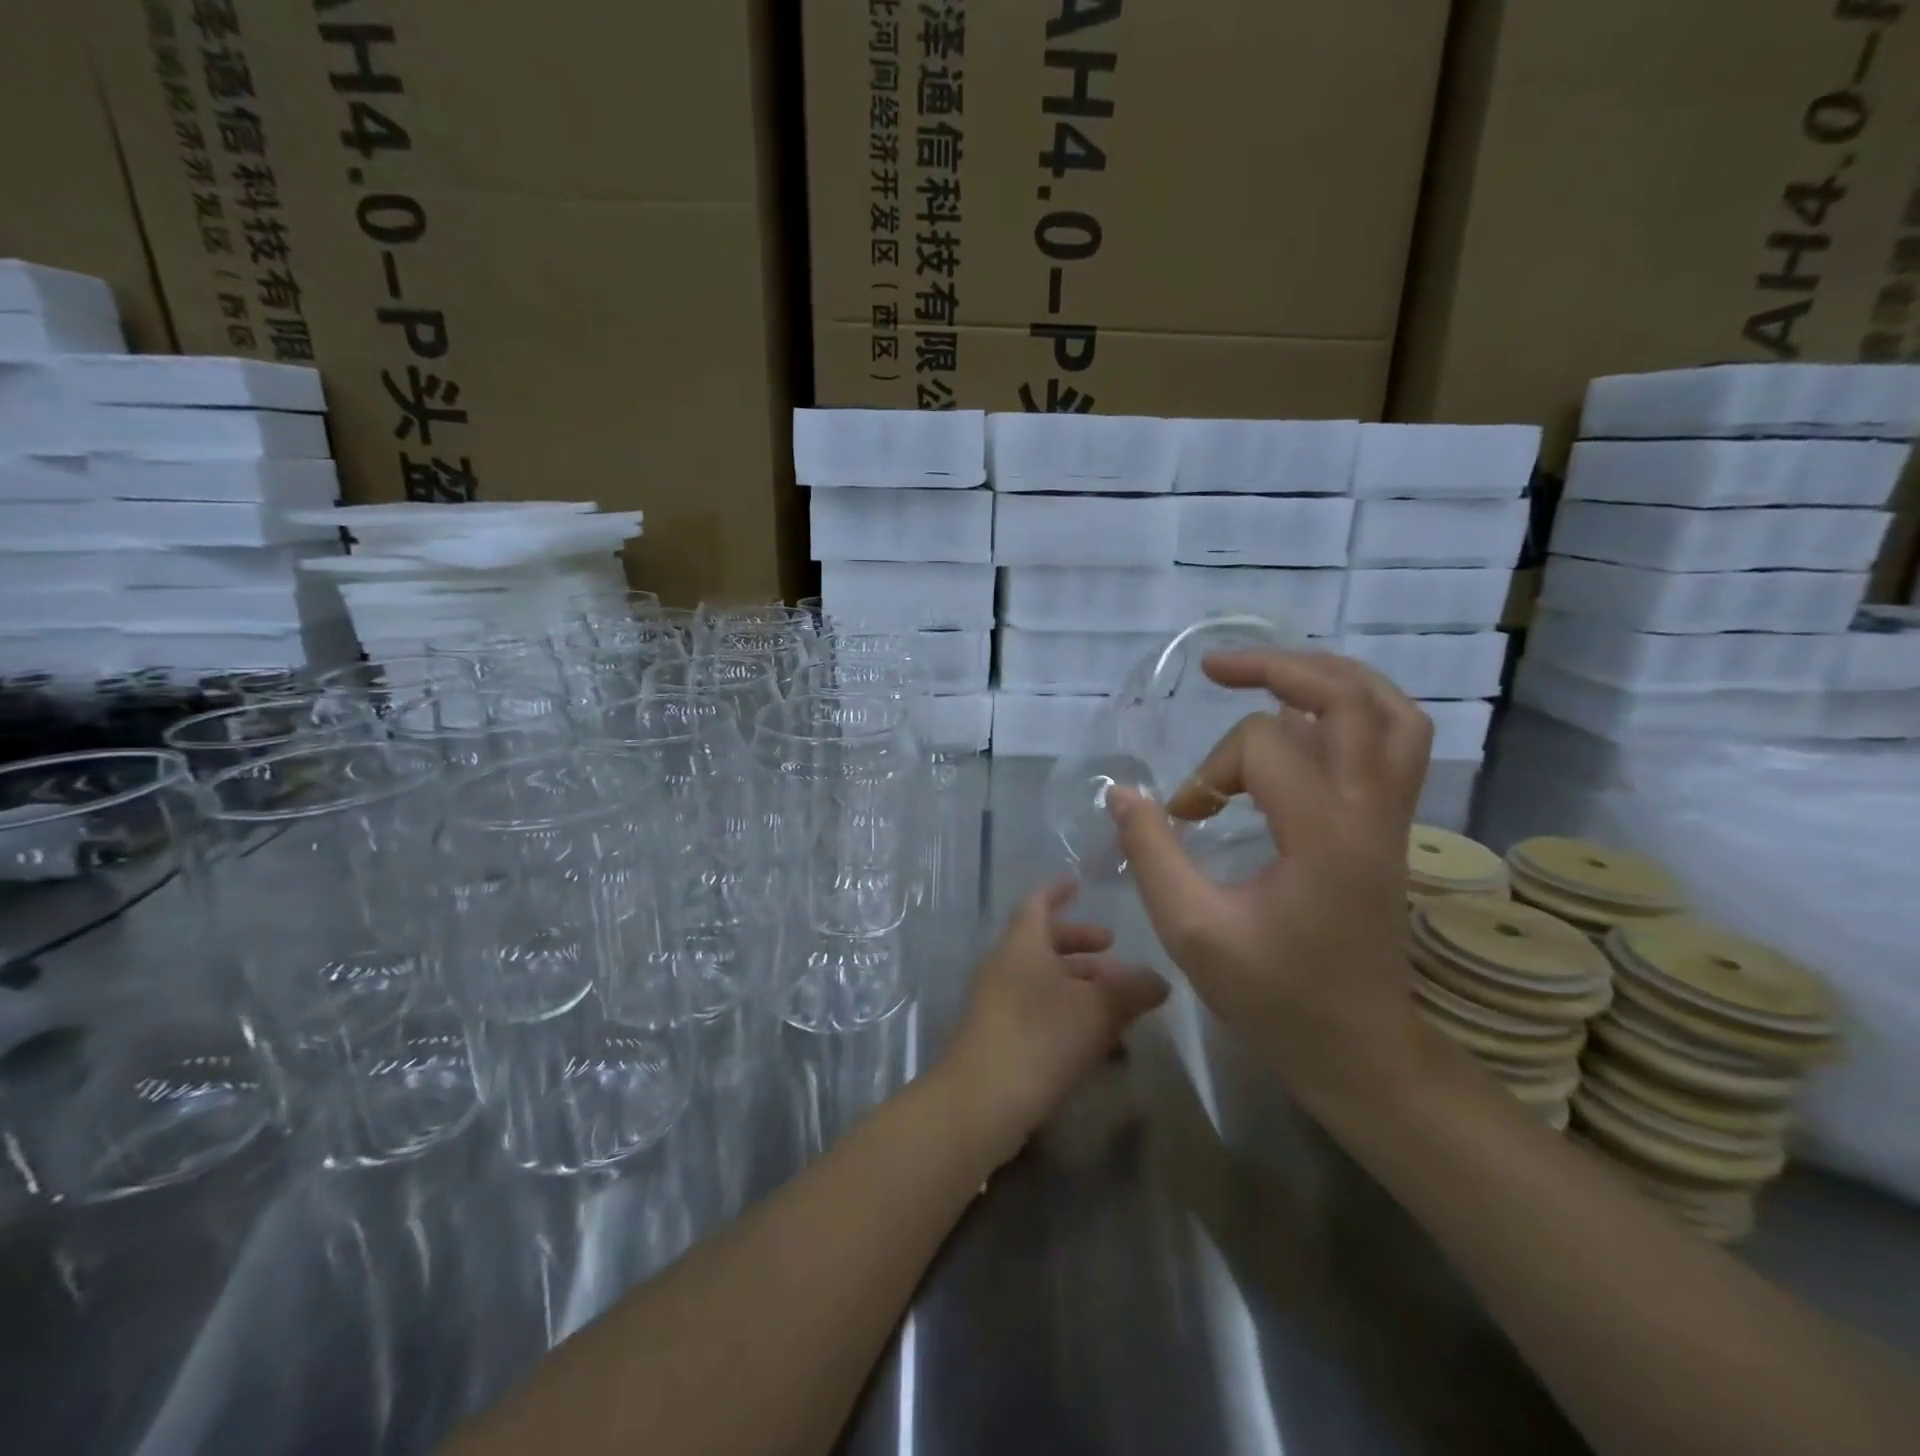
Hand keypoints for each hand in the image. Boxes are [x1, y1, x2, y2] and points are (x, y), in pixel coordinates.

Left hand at [935, 878, 1168, 1165]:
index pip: (1038, 902)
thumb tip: (1159, 981)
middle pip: (1044, 942)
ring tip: (1120, 1002)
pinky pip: (1039, 1011)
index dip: (1058, 890)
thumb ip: (1133, 990)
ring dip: (1081, 984)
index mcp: (1023, 943)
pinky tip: (1101, 1042)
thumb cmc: (1042, 1035)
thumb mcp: (1099, 1009)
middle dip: (1081, 945)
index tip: (1077, 883)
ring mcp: (999, 1002)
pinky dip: (1069, 1014)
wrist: (984, 1099)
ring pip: (1045, 980)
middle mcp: (1006, 965)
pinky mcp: (1001, 1036)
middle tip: (1114, 948)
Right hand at [1107, 651, 1432, 1106]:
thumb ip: (1152, 854)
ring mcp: (1392, 817)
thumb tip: (1123, 793)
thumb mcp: (1193, 932)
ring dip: (1329, 678)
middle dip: (1277, 669)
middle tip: (1219, 668)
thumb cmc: (1276, 999)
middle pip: (1346, 697)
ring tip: (1274, 674)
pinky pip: (1396, 740)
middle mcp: (1371, 811)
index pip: (1264, 748)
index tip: (1181, 818)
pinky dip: (1355, 710)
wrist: (1361, 1052)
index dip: (1208, 773)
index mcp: (1325, 835)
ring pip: (1389, 710)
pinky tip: (1311, 721)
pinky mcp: (1393, 828)